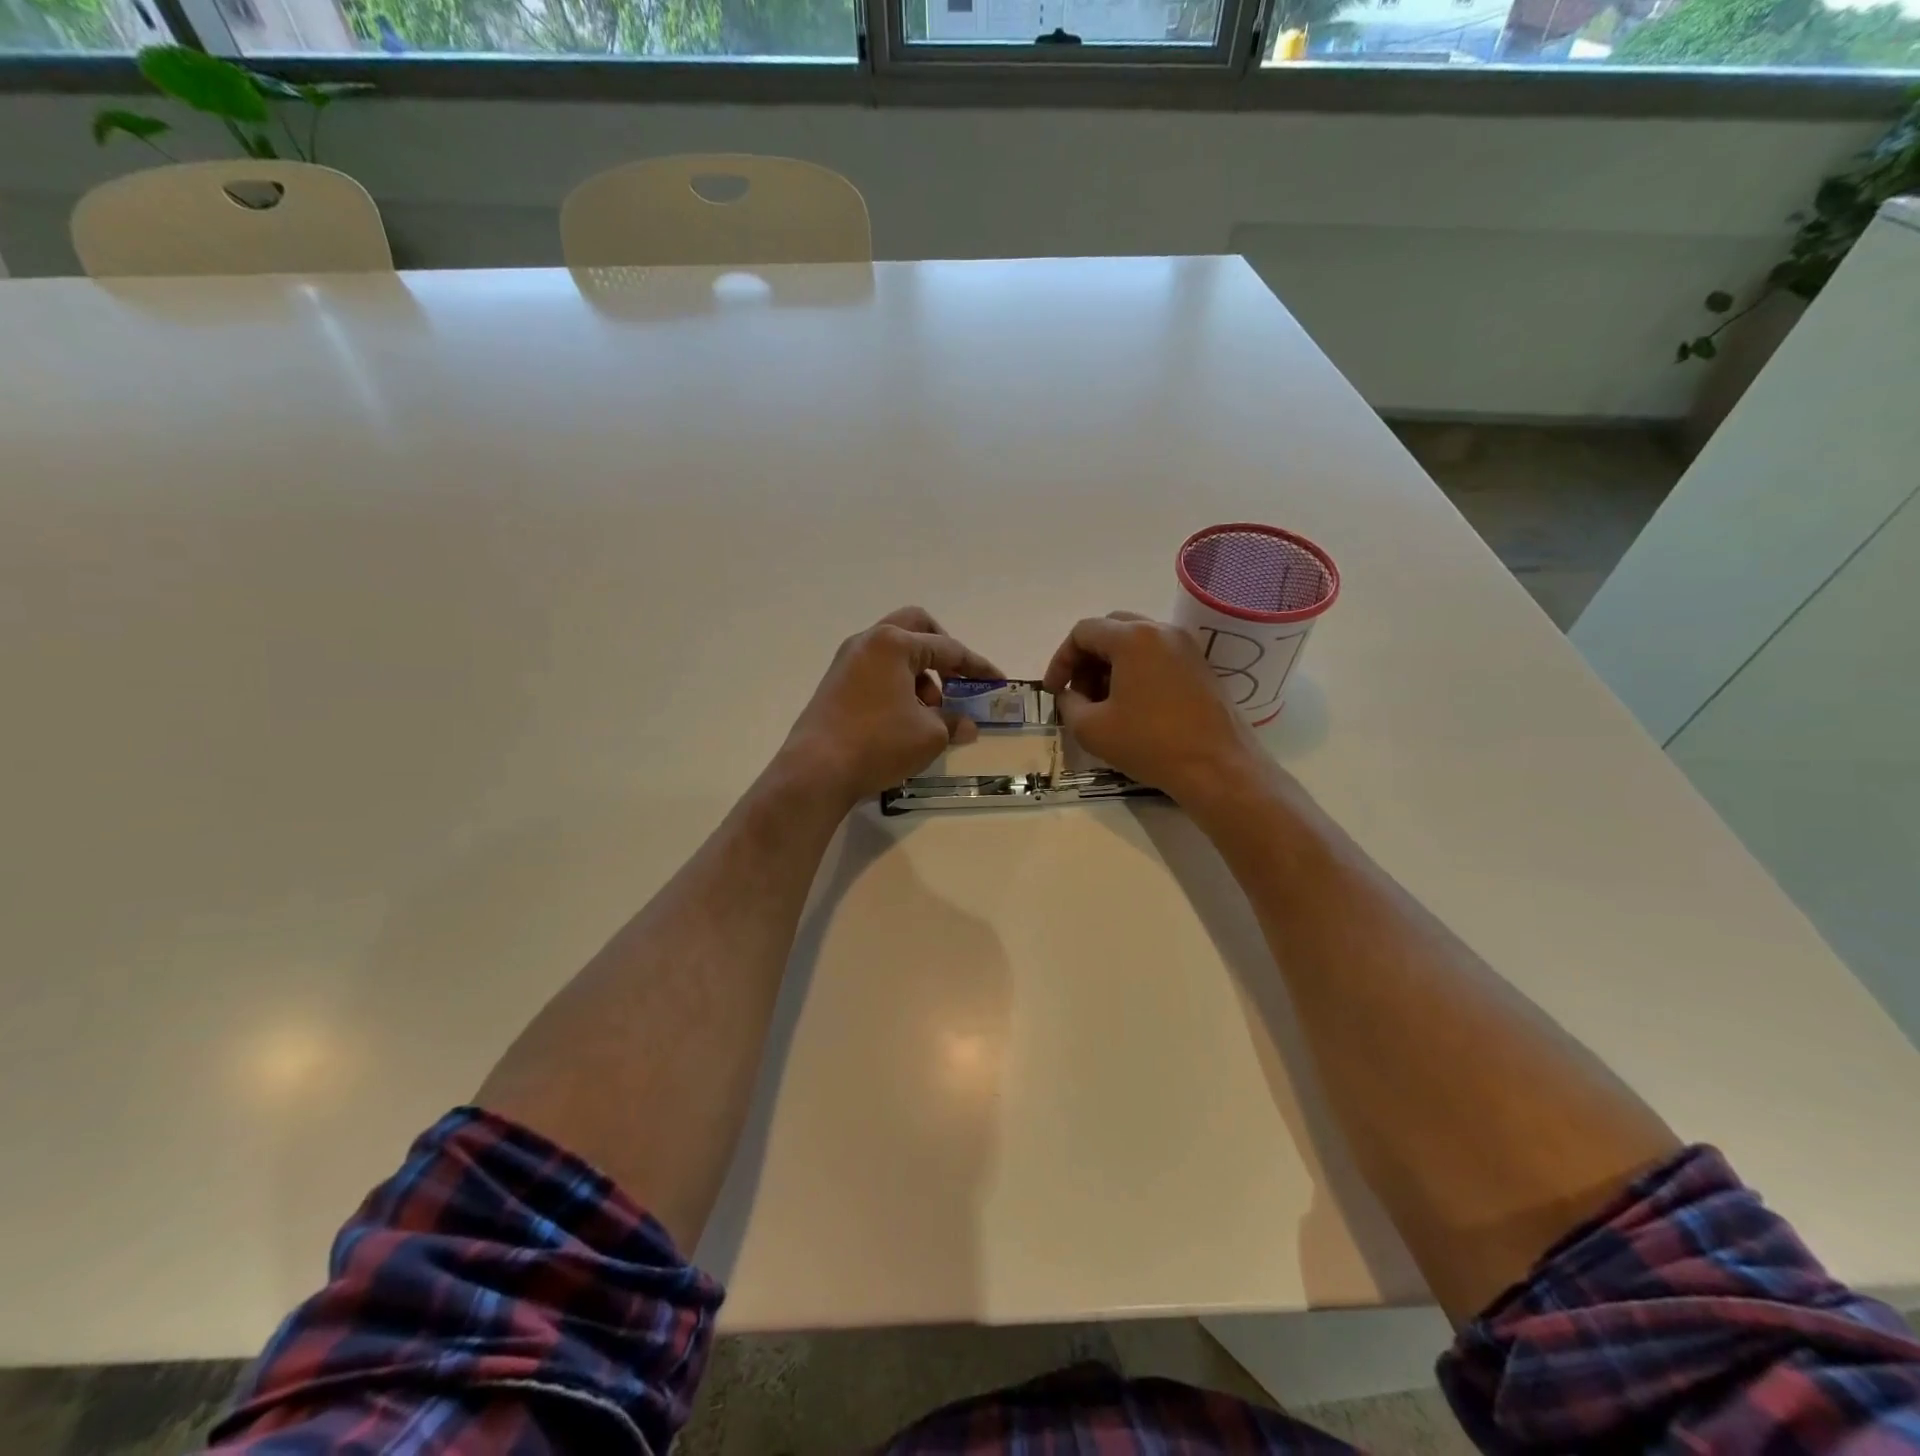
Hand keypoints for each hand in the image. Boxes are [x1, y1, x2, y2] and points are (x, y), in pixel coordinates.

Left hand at [781, 607, 1001, 808]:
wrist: (816, 770)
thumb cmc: (879, 743)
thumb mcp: (929, 735)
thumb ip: (953, 722)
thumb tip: (967, 725)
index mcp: (894, 644)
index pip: (947, 648)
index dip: (977, 666)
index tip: (998, 681)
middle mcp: (868, 642)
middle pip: (915, 628)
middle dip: (942, 650)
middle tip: (957, 678)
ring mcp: (847, 661)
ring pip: (894, 651)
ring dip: (919, 672)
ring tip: (930, 711)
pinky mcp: (835, 683)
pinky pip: (876, 670)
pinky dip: (897, 684)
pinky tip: (904, 718)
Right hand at [1042, 611, 1265, 805]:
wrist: (1217, 767)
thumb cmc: (1149, 744)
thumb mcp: (1091, 729)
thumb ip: (1068, 704)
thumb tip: (1069, 695)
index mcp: (1133, 638)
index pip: (1083, 632)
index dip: (1060, 660)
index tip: (1053, 692)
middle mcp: (1161, 631)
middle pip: (1111, 629)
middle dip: (1086, 659)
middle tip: (1078, 693)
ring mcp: (1186, 646)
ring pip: (1135, 642)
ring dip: (1110, 665)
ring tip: (1103, 703)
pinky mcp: (1201, 666)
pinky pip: (1158, 656)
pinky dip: (1136, 671)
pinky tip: (1132, 705)